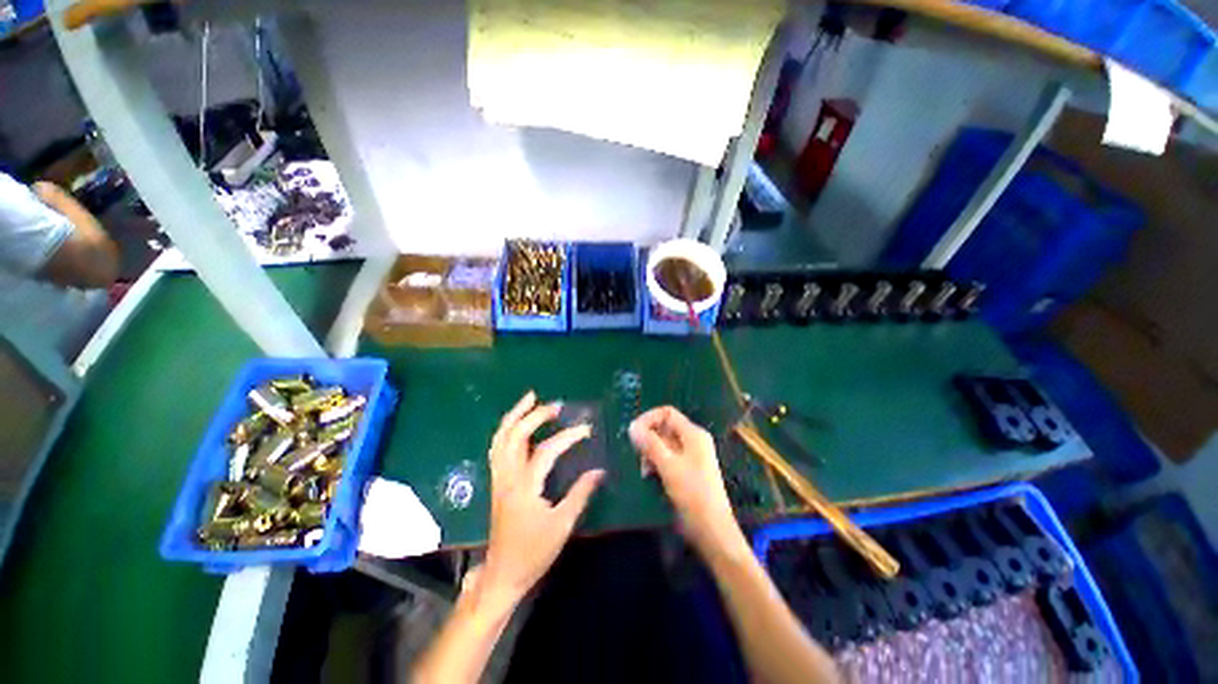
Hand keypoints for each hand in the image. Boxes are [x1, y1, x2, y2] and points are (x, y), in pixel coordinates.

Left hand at [481, 391, 604, 606]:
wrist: (502, 574)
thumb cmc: (534, 552)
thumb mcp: (562, 525)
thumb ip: (581, 494)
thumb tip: (599, 471)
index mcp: (524, 487)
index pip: (546, 451)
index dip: (567, 437)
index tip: (586, 430)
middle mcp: (507, 477)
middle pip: (514, 436)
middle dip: (534, 416)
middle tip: (555, 406)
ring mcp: (499, 479)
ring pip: (500, 439)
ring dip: (514, 416)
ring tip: (529, 400)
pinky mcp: (497, 482)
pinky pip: (498, 448)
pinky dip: (507, 430)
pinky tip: (518, 424)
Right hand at [629, 407, 743, 557]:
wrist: (712, 531)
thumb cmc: (693, 494)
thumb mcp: (669, 466)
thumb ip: (650, 444)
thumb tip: (632, 426)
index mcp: (693, 434)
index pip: (667, 413)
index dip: (649, 418)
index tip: (633, 433)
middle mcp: (692, 441)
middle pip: (664, 428)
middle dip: (648, 438)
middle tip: (638, 455)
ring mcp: (690, 457)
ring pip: (663, 444)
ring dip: (650, 453)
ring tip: (644, 470)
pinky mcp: (686, 471)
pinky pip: (666, 458)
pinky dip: (656, 463)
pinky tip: (649, 476)